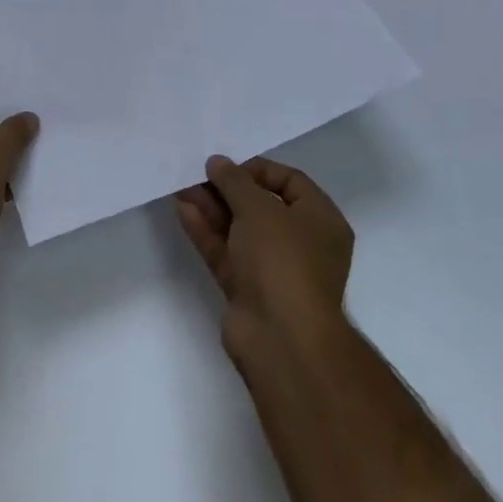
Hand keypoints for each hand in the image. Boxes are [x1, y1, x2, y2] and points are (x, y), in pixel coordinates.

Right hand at [175, 155, 354, 366]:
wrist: (282, 339)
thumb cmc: (283, 260)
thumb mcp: (258, 208)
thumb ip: (234, 181)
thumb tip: (218, 163)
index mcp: (321, 221)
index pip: (291, 182)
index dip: (258, 169)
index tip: (228, 166)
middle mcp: (301, 243)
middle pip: (261, 206)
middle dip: (227, 189)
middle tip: (198, 174)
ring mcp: (273, 269)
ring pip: (239, 229)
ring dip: (212, 208)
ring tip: (182, 187)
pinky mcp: (248, 289)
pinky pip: (226, 251)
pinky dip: (206, 231)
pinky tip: (183, 210)